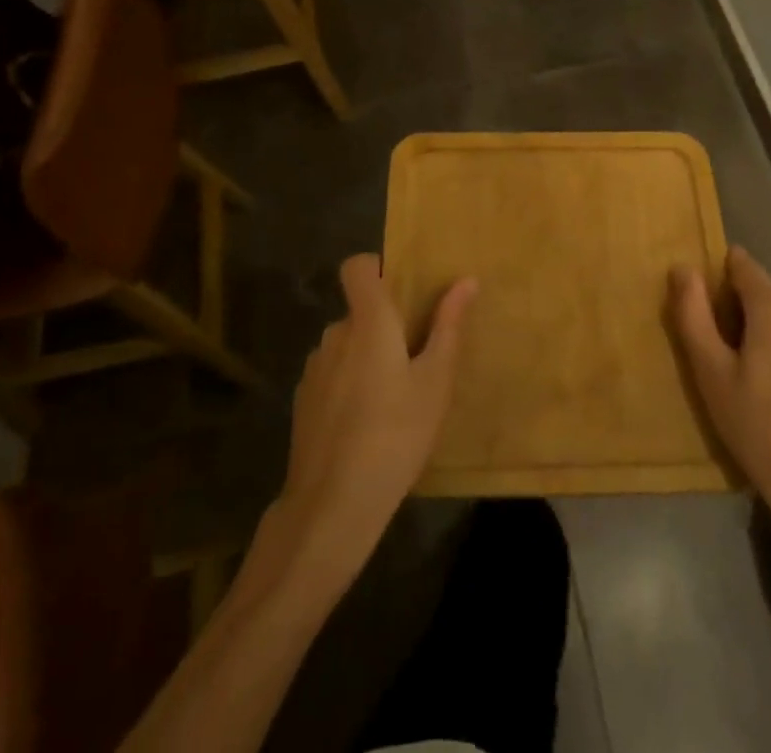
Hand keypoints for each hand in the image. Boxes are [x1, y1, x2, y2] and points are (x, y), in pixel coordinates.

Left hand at [279, 255, 477, 570]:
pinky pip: (331, 374)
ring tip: (393, 396)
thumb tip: (467, 280)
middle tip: (415, 359)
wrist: (334, 504)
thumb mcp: (435, 381)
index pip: (357, 267)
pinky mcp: (303, 401)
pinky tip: (365, 423)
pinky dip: (347, 384)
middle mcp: (335, 334)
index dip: (376, 268)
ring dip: (365, 356)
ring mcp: (314, 369)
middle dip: (383, 325)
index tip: (402, 291)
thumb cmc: (396, 433)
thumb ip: (448, 326)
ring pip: (345, 345)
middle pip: (358, 311)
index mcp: (368, 321)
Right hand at [673, 246, 770, 527]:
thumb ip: (693, 313)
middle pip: (760, 294)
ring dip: (759, 334)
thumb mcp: (711, 371)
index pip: (741, 265)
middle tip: (718, 356)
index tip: (701, 306)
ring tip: (745, 379)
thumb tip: (683, 268)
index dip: (717, 277)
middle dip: (736, 312)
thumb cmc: (758, 428)